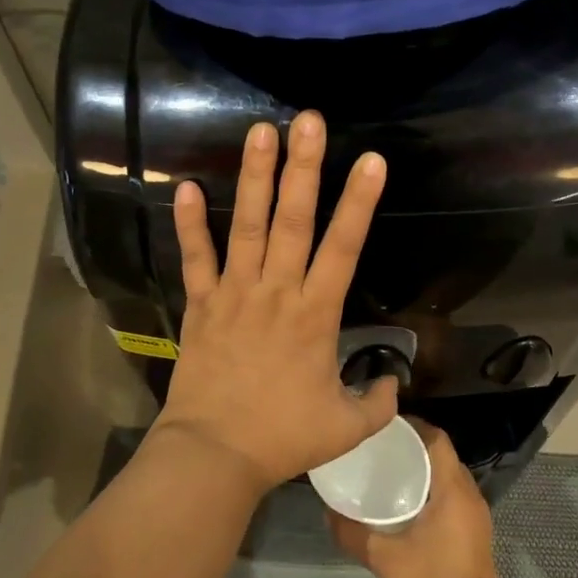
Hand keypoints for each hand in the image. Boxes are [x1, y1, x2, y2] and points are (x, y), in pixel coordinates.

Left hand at [155, 111, 395, 495]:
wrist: (214, 456)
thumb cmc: (282, 438)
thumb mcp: (346, 428)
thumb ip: (378, 402)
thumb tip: (392, 381)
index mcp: (315, 314)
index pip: (344, 248)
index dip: (359, 203)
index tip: (372, 161)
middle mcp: (276, 291)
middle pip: (293, 220)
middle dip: (303, 168)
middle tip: (308, 121)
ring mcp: (234, 293)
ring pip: (246, 226)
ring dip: (254, 177)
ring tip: (260, 132)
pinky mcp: (201, 304)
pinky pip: (195, 258)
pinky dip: (189, 224)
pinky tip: (184, 186)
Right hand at [330, 420, 506, 577]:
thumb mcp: (385, 559)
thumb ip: (354, 533)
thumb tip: (328, 512)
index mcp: (453, 490)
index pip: (437, 439)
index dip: (412, 427)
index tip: (382, 427)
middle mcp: (469, 494)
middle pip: (442, 453)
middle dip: (413, 446)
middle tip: (378, 447)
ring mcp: (475, 514)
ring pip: (448, 474)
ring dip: (423, 467)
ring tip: (388, 470)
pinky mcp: (474, 531)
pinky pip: (452, 493)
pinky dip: (431, 487)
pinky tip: (405, 503)